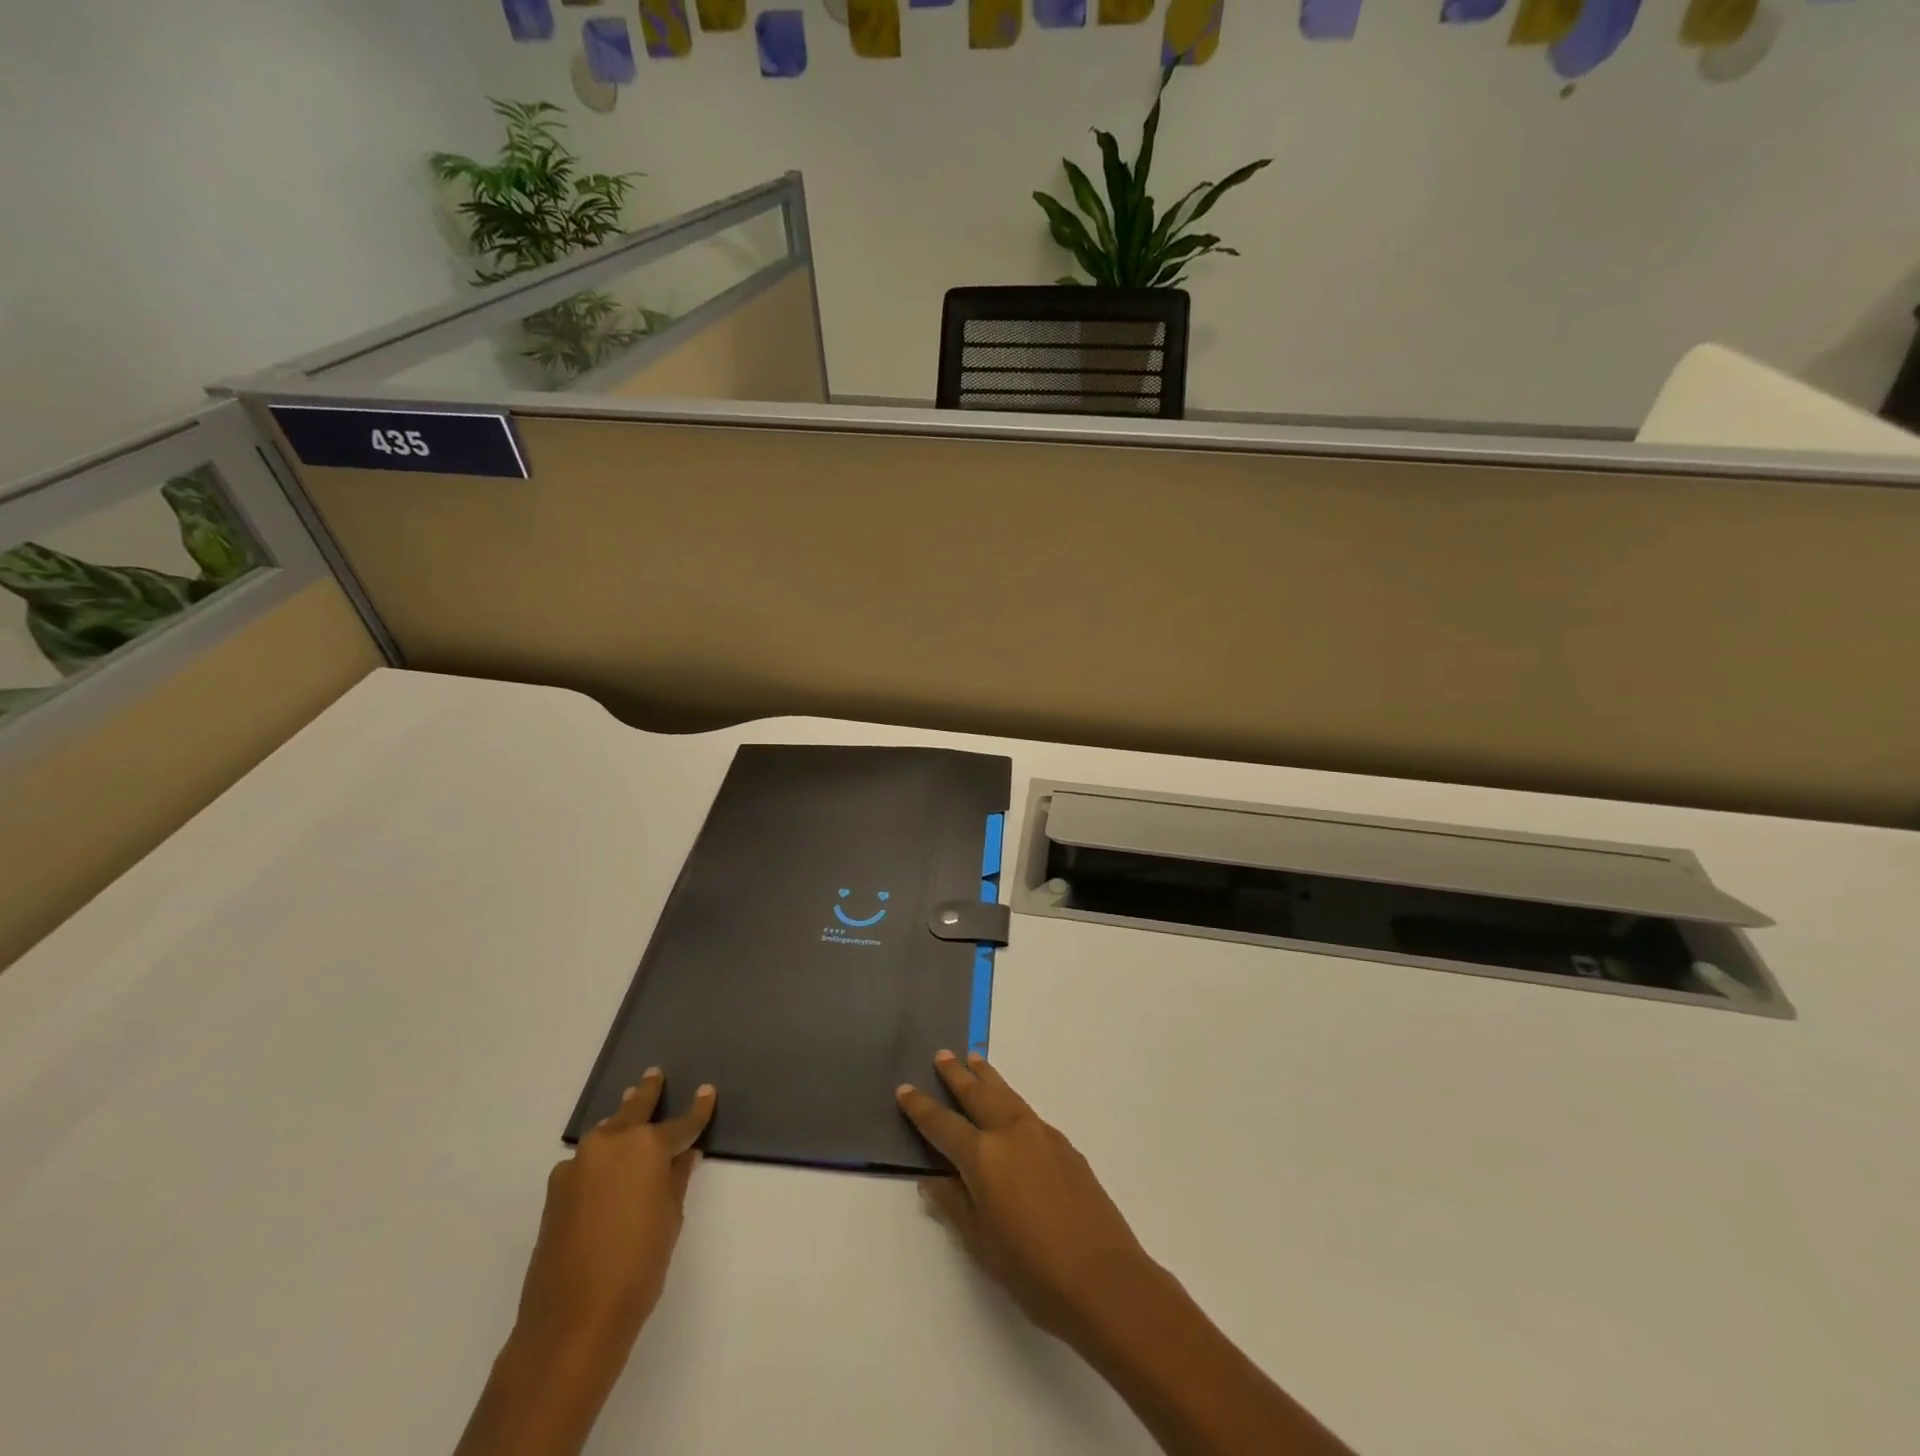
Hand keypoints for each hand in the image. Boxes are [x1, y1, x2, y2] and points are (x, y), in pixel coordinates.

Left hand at [514, 1069, 716, 1364]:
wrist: (571, 1322)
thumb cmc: (637, 1268)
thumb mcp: (670, 1220)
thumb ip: (676, 1180)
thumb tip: (683, 1156)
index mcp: (646, 1147)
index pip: (681, 1123)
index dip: (698, 1109)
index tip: (707, 1092)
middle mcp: (610, 1144)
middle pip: (634, 1110)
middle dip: (648, 1093)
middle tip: (654, 1075)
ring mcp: (577, 1165)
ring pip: (606, 1132)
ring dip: (620, 1121)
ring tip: (630, 1109)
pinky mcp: (556, 1190)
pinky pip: (586, 1161)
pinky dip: (600, 1157)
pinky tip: (605, 1169)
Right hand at [897, 1050, 1152, 1341]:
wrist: (1104, 1278)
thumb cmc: (1033, 1270)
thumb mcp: (981, 1244)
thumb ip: (954, 1204)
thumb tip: (933, 1178)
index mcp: (983, 1156)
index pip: (942, 1124)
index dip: (921, 1107)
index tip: (904, 1088)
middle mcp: (1011, 1133)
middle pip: (977, 1094)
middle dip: (957, 1075)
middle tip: (942, 1054)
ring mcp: (1042, 1134)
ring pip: (1007, 1095)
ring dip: (988, 1078)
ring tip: (975, 1060)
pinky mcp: (1065, 1146)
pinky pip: (1028, 1112)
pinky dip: (1011, 1101)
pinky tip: (1010, 1110)